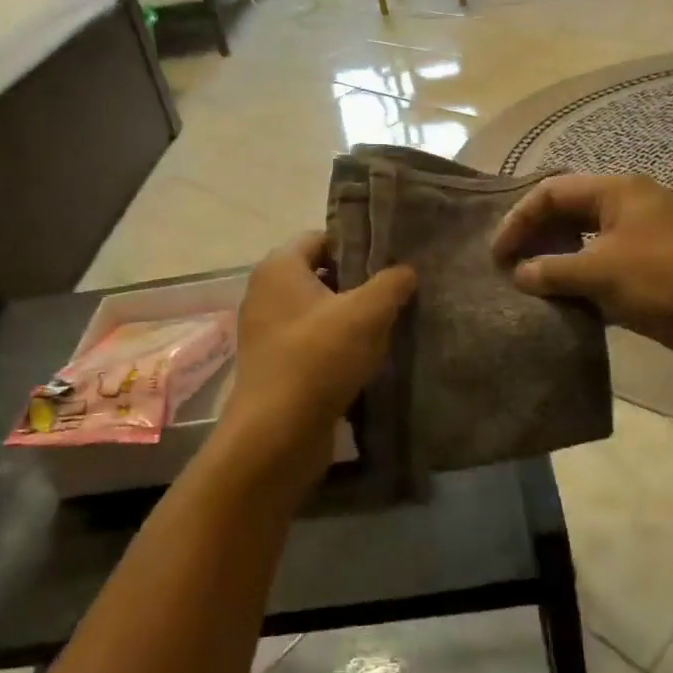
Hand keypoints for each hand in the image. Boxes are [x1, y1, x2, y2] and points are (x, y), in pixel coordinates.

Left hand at [214, 233, 415, 499]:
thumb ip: (391, 283)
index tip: (391, 257)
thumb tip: (407, 270)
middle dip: (358, 281)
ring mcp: (266, 331)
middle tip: (398, 290)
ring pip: (318, 311)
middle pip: (320, 274)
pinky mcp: (274, 365)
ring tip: (390, 324)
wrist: (276, 435)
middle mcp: (266, 292)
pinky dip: (336, 345)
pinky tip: (368, 358)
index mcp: (280, 267)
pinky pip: (311, 342)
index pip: (322, 237)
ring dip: (350, 317)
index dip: (357, 243)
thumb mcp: (367, 313)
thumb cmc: (318, 358)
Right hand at [492, 174, 672, 375]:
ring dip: (556, 262)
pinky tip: (563, 304)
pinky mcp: (651, 272)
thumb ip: (554, 270)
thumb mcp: (602, 271)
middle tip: (509, 269)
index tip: (497, 254)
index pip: (551, 192)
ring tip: (530, 287)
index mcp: (617, 192)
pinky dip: (580, 283)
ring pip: (584, 243)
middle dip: (536, 238)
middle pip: (567, 214)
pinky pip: (603, 269)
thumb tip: (519, 274)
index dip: (519, 219)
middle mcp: (627, 208)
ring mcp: (641, 240)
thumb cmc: (669, 280)